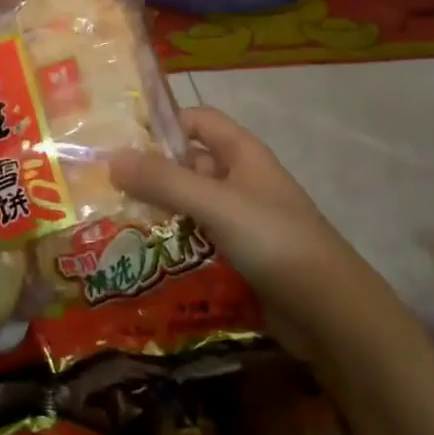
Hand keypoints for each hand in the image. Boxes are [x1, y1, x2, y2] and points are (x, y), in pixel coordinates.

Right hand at [109, 107, 371, 355]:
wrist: (330, 313)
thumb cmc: (274, 241)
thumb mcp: (215, 204)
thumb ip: (163, 181)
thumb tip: (111, 159)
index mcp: (242, 154)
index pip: (196, 121)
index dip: (162, 124)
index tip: (119, 141)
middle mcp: (241, 181)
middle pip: (188, 164)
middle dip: (150, 174)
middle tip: (103, 188)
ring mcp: (241, 221)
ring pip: (189, 206)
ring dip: (157, 213)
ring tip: (111, 224)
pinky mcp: (239, 257)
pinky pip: (197, 241)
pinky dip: (172, 244)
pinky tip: (141, 257)